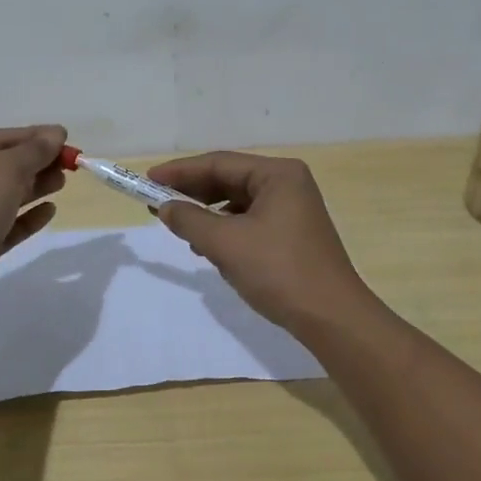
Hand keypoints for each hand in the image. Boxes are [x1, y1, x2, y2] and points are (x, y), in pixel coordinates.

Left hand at [0, 125, 66, 307]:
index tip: (65, 138)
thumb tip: (56, 132)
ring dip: (33, 188)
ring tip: (62, 183)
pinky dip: (25, 217)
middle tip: (68, 165)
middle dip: (35, 163)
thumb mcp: (7, 168)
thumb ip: (35, 150)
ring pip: (2, 196)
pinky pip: (2, 225)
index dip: (33, 136)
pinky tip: (49, 211)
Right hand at [147, 152, 377, 334]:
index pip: (219, 163)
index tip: (148, 180)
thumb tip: (165, 208)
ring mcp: (293, 209)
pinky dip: (227, 231)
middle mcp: (288, 184)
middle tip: (157, 204)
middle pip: (229, 180)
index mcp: (278, 174)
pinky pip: (250, 221)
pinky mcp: (292, 233)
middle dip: (193, 193)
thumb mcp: (226, 244)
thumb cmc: (279, 271)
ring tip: (181, 229)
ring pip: (238, 203)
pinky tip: (209, 247)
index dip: (180, 171)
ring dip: (208, 215)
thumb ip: (190, 220)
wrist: (331, 317)